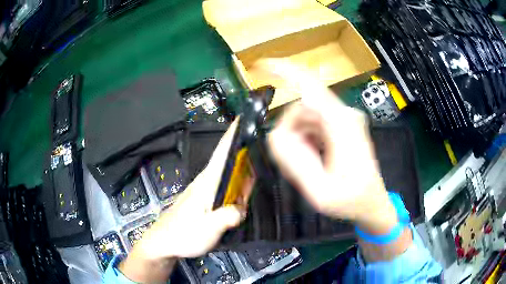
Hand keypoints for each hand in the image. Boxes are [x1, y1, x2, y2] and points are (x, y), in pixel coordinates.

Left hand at [120, 120, 251, 282]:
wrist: (164, 242)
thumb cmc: (182, 234)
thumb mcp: (208, 229)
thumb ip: (227, 217)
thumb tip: (242, 209)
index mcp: (207, 183)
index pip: (222, 152)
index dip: (232, 134)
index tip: (245, 119)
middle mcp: (207, 182)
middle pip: (230, 163)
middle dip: (248, 160)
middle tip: (264, 166)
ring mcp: (206, 191)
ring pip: (230, 178)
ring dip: (244, 179)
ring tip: (254, 187)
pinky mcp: (206, 200)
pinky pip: (226, 190)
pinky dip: (238, 191)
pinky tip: (242, 200)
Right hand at [253, 59, 397, 234]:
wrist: (372, 203)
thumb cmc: (351, 200)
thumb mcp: (320, 191)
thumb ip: (295, 162)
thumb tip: (275, 134)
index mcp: (342, 125)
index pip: (310, 86)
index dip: (284, 71)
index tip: (260, 66)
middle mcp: (344, 114)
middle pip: (301, 108)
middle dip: (290, 133)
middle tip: (294, 165)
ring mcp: (344, 118)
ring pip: (305, 117)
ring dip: (298, 139)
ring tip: (307, 167)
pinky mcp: (341, 125)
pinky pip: (313, 124)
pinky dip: (305, 140)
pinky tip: (313, 159)